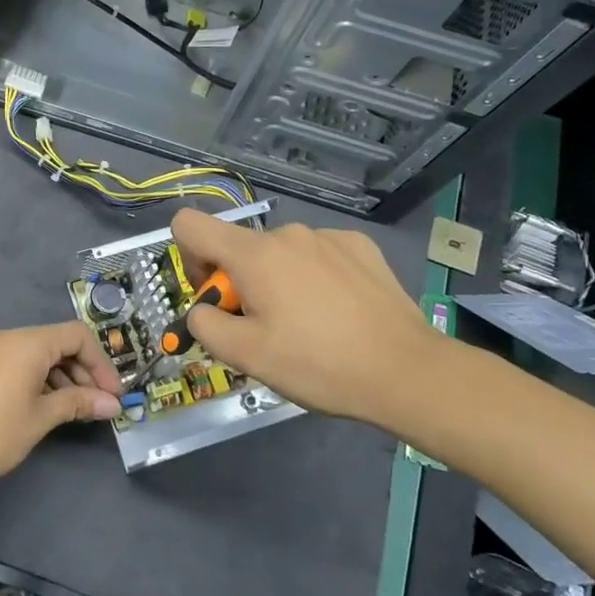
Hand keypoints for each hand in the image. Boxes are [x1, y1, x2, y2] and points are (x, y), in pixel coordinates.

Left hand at [0, 322, 122, 484]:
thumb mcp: (41, 418)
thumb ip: (78, 404)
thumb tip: (112, 404)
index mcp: (30, 343)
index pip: (78, 335)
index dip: (101, 363)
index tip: (113, 394)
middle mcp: (14, 338)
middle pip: (61, 342)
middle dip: (85, 371)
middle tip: (99, 406)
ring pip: (43, 354)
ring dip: (66, 378)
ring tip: (76, 411)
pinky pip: (25, 363)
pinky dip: (44, 380)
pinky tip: (49, 407)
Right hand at [170, 209, 446, 428]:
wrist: (406, 370)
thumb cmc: (318, 364)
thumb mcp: (247, 357)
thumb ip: (205, 325)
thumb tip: (201, 310)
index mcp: (254, 254)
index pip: (190, 224)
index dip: (189, 258)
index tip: (216, 296)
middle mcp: (288, 233)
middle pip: (239, 247)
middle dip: (239, 283)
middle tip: (265, 328)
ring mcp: (328, 236)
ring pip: (279, 253)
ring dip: (278, 281)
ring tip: (308, 325)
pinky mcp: (360, 246)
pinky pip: (317, 254)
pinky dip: (314, 277)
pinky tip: (338, 311)